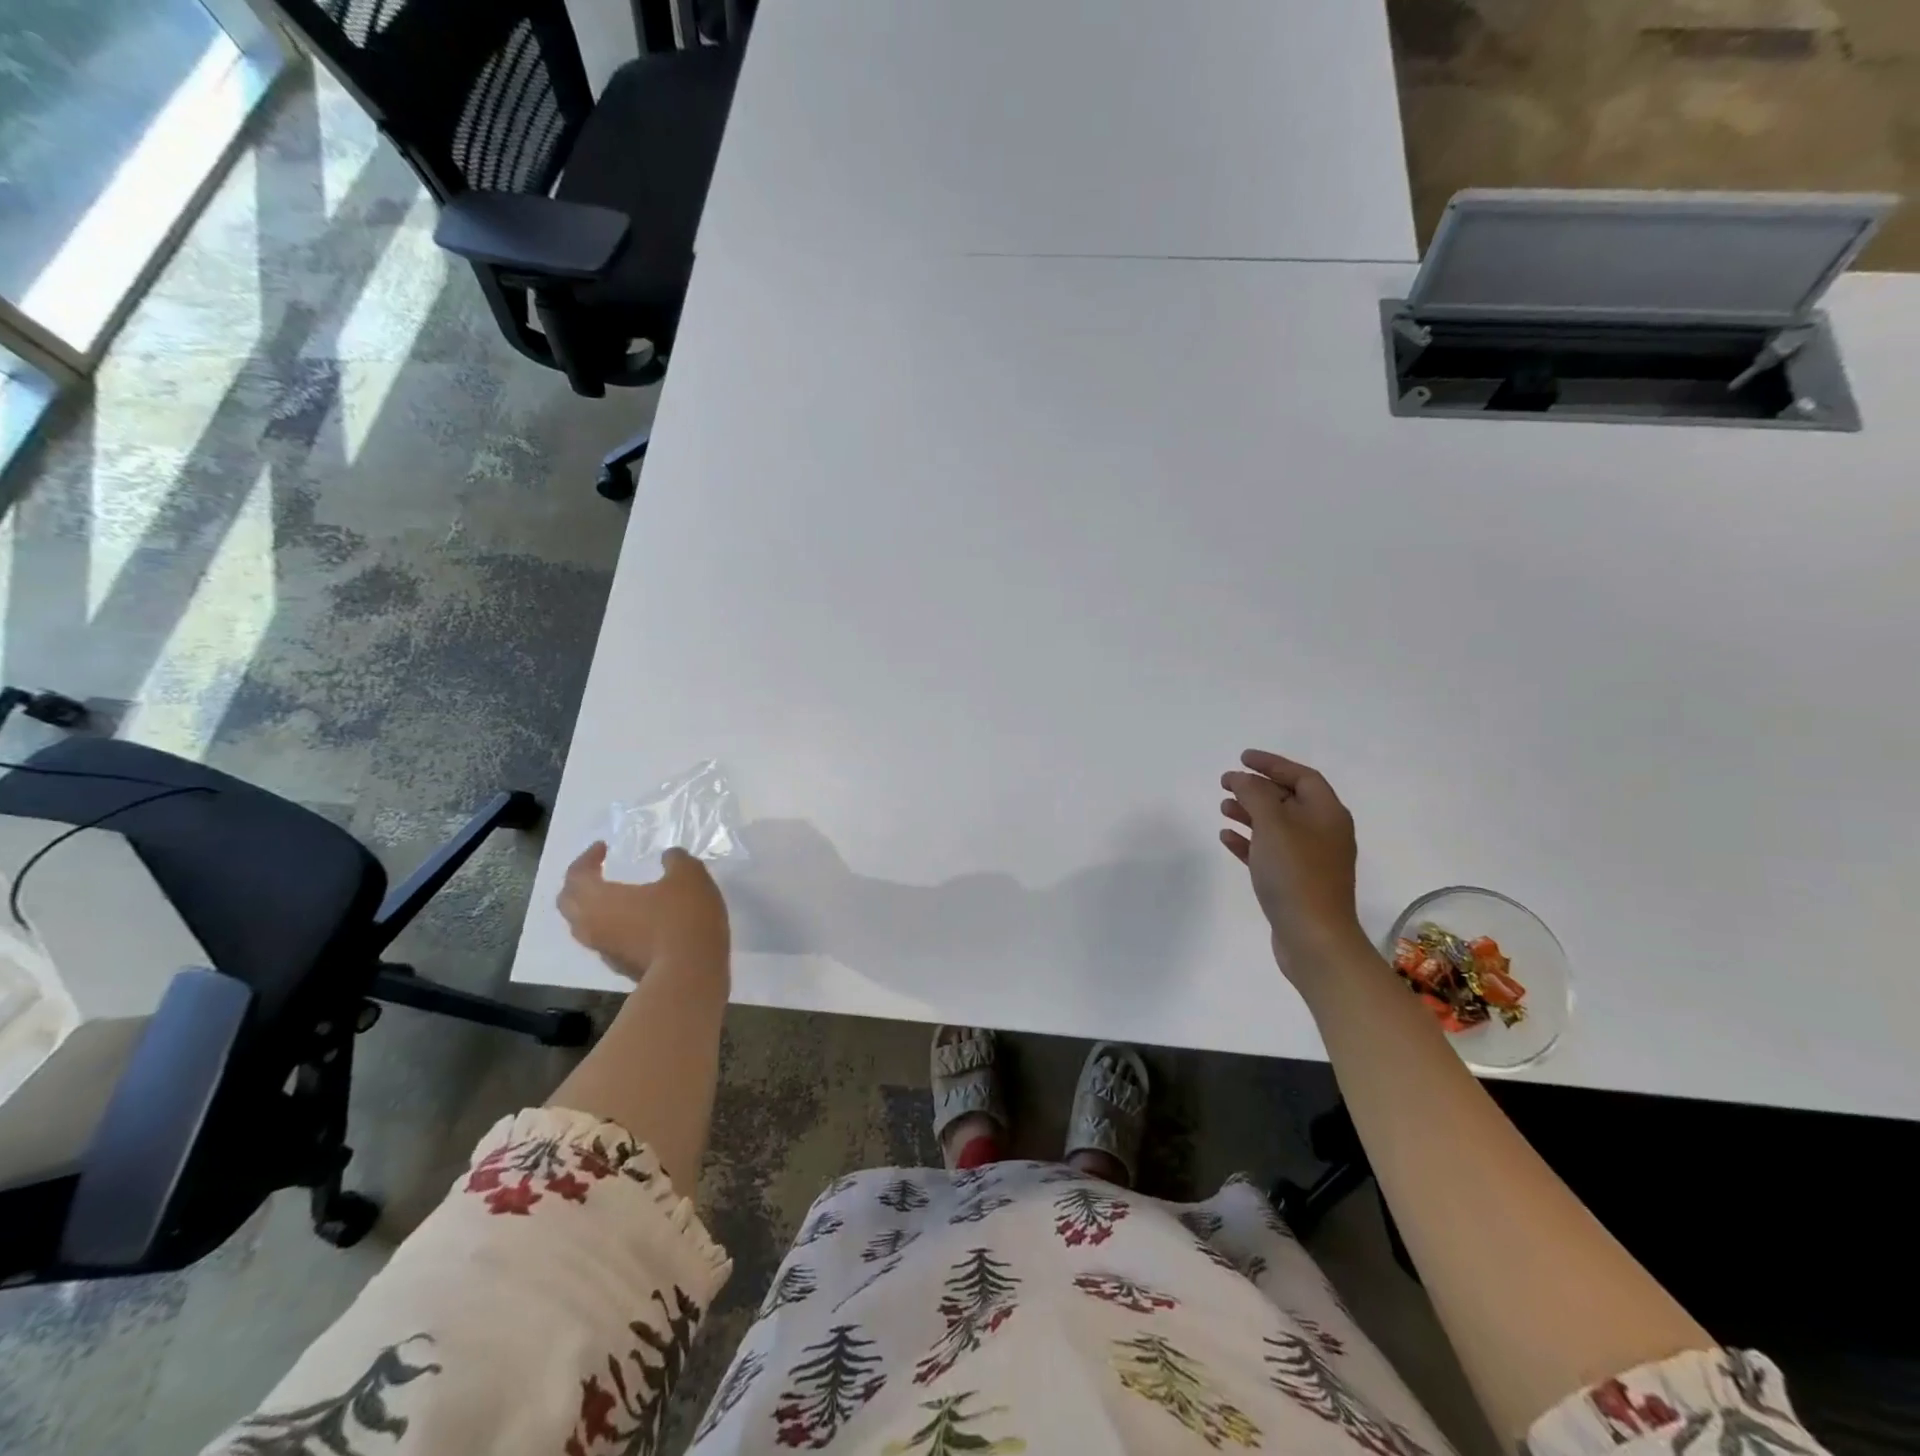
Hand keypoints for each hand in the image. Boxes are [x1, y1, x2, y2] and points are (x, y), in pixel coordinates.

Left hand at [558, 843, 729, 982]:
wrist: (690, 973)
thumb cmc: (683, 917)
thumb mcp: (688, 875)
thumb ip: (675, 860)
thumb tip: (668, 856)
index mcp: (599, 899)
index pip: (576, 875)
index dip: (587, 858)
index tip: (603, 848)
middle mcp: (593, 926)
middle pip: (569, 904)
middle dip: (579, 885)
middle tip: (598, 872)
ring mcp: (606, 951)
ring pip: (585, 926)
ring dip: (594, 908)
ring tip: (618, 897)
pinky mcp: (622, 967)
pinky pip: (607, 941)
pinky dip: (614, 926)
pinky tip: (639, 922)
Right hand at [1219, 750, 1367, 976]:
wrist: (1313, 937)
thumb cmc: (1295, 873)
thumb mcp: (1273, 824)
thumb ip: (1255, 794)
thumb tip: (1243, 778)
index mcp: (1327, 814)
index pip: (1302, 776)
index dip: (1272, 763)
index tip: (1242, 757)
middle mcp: (1323, 832)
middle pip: (1289, 799)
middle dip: (1257, 788)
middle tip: (1226, 782)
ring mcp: (1310, 859)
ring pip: (1277, 826)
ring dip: (1249, 813)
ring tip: (1222, 807)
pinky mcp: (1295, 882)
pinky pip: (1269, 851)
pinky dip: (1249, 841)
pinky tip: (1227, 837)